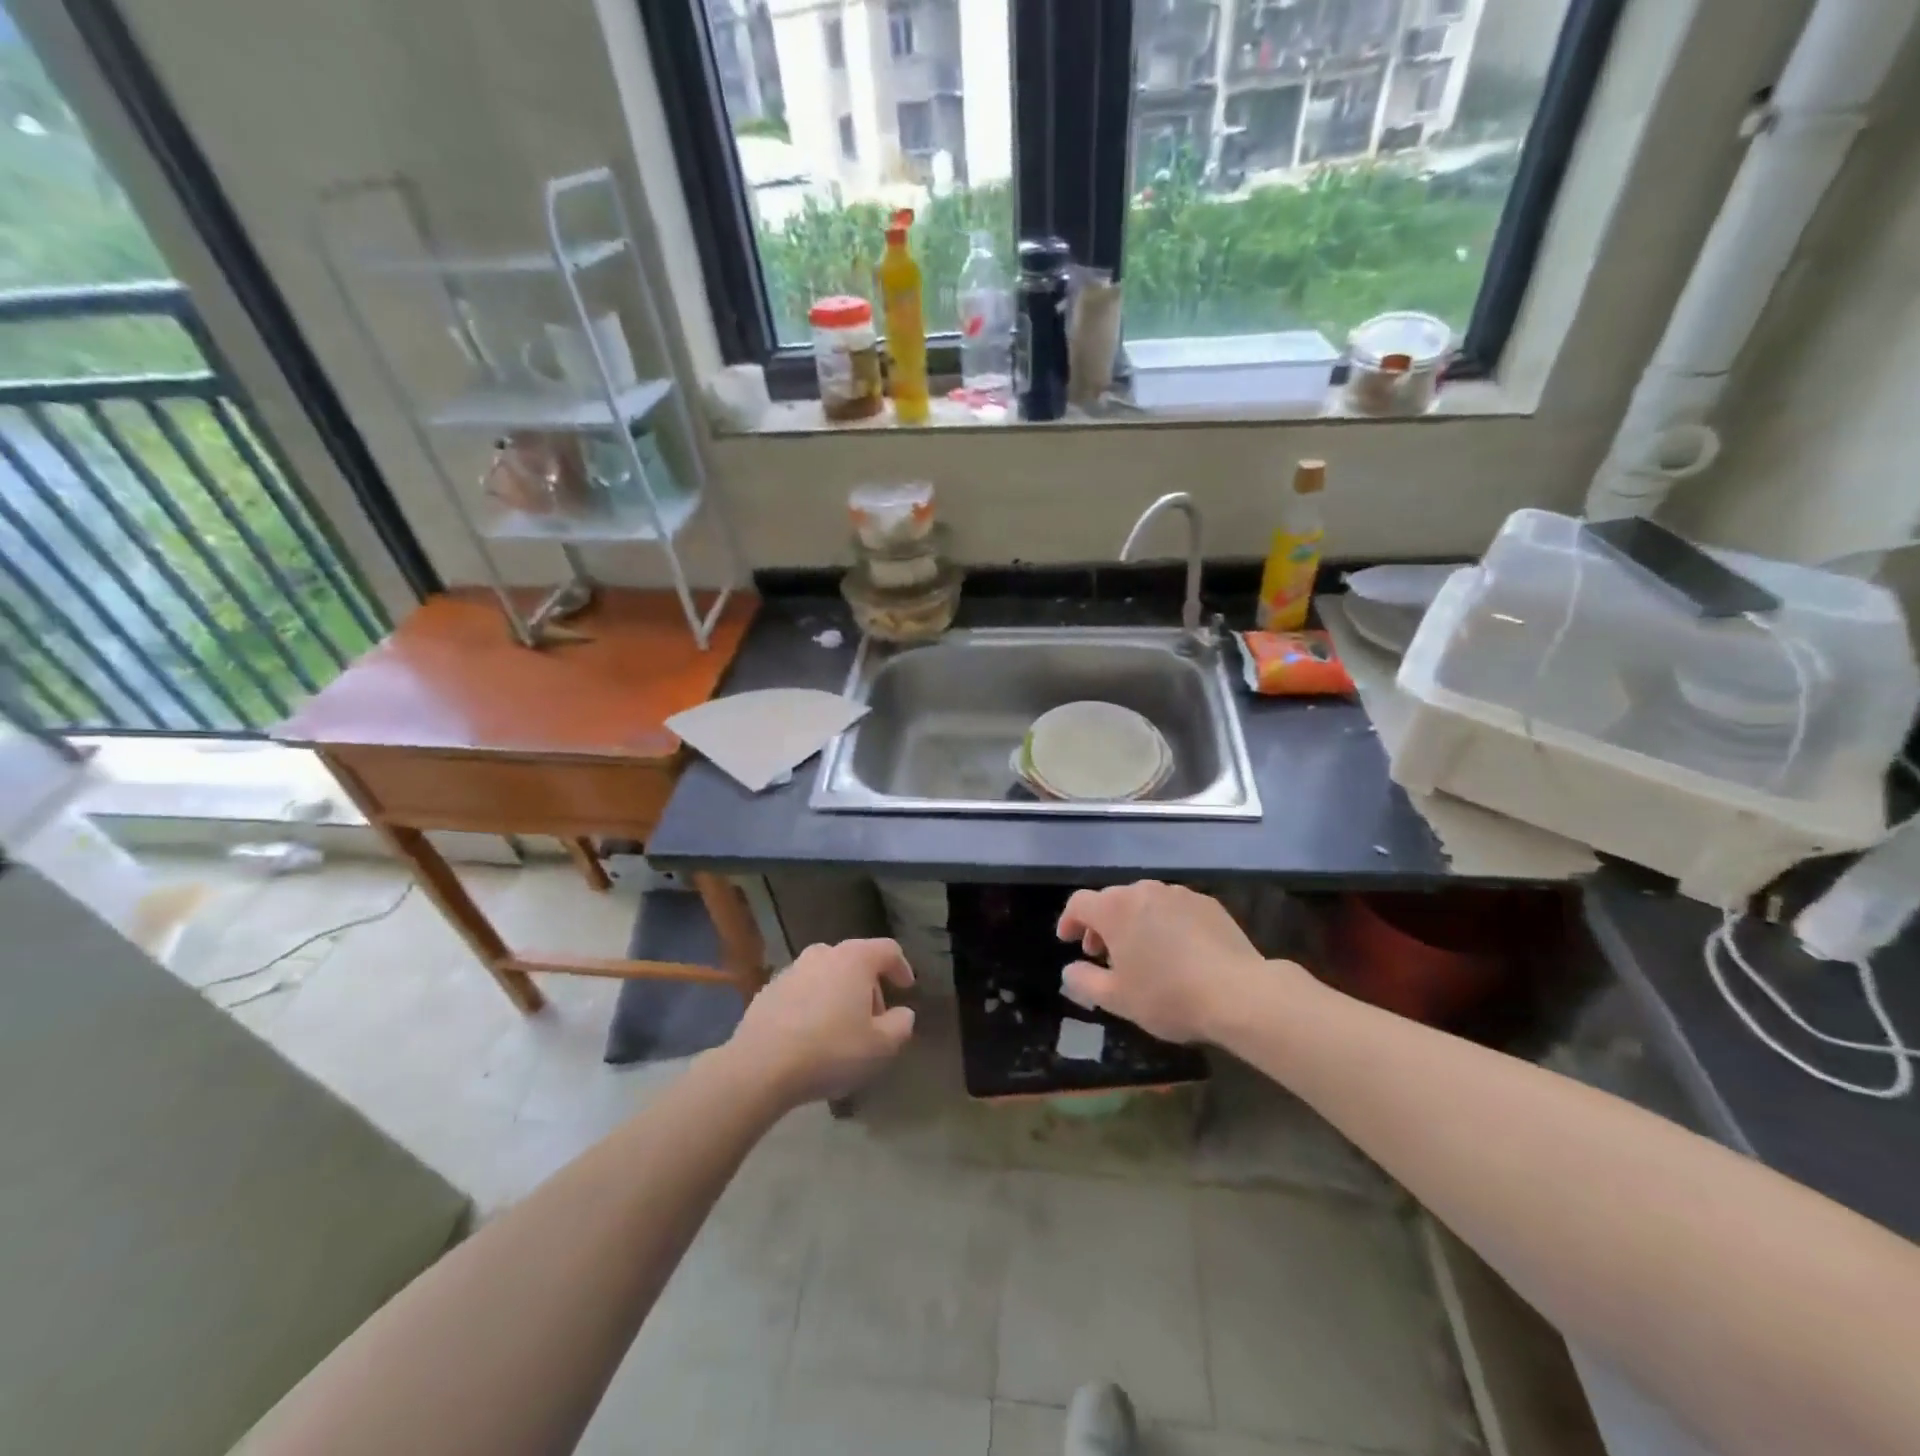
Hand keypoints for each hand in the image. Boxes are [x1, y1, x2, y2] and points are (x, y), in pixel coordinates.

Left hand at [727, 938, 916, 1106]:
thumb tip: (903, 1013)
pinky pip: (802, 991)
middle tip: (874, 1019)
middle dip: (869, 987)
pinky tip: (810, 1036)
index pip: (888, 950)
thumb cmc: (830, 1050)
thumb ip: (900, 1026)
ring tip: (841, 1029)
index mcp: (855, 959)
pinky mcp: (769, 990)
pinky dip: (813, 1004)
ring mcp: (792, 969)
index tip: (906, 989)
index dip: (901, 967)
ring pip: (827, 974)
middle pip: (856, 961)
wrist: (760, 1066)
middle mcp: (823, 954)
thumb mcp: (880, 1047)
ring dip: (839, 994)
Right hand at [1057, 881, 1283, 1043]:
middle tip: (1103, 954)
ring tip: (1142, 954)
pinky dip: (1165, 923)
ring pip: (1144, 902)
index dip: (1069, 921)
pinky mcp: (1207, 903)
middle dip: (1102, 924)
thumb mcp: (1117, 999)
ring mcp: (1178, 894)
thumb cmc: (1168, 996)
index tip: (1068, 941)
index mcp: (1115, 909)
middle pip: (1112, 900)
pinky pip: (1174, 908)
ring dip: (1134, 922)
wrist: (1238, 993)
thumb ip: (1084, 982)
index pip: (1079, 903)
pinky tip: (1177, 951)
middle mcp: (1144, 891)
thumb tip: (1070, 970)